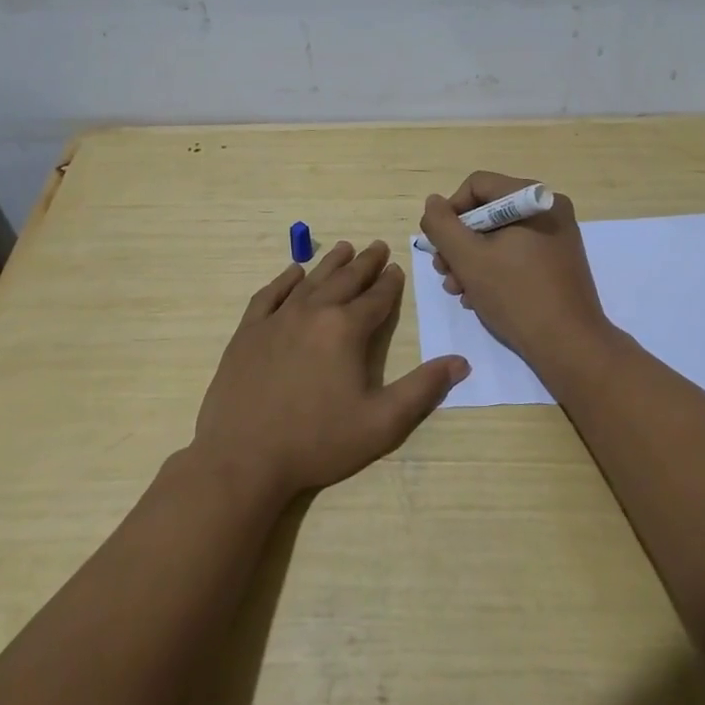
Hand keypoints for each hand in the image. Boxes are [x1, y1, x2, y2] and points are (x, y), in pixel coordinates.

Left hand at [190, 240, 469, 501]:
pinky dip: (284, 281)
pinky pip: (269, 295)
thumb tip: (461, 362)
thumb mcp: (382, 423)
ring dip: (330, 263)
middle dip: (365, 263)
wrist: (243, 459)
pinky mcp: (248, 333)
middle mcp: (312, 313)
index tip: (396, 267)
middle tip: (377, 246)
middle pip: (344, 280)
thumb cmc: (317, 442)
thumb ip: (423, 389)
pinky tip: (293, 273)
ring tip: (344, 248)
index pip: (376, 298)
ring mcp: (276, 320)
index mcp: (346, 330)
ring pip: (310, 281)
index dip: (389, 283)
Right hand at [419, 171, 613, 368]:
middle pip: (487, 212)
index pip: (476, 186)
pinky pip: (516, 253)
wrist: (569, 346)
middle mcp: (549, 210)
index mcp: (533, 199)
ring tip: (458, 290)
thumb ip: (442, 225)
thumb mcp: (468, 258)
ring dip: (471, 261)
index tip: (438, 246)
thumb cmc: (516, 295)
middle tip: (444, 273)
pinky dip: (493, 270)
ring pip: (498, 236)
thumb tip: (433, 203)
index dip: (449, 212)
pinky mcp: (557, 263)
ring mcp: (556, 237)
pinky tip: (478, 297)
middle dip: (458, 243)